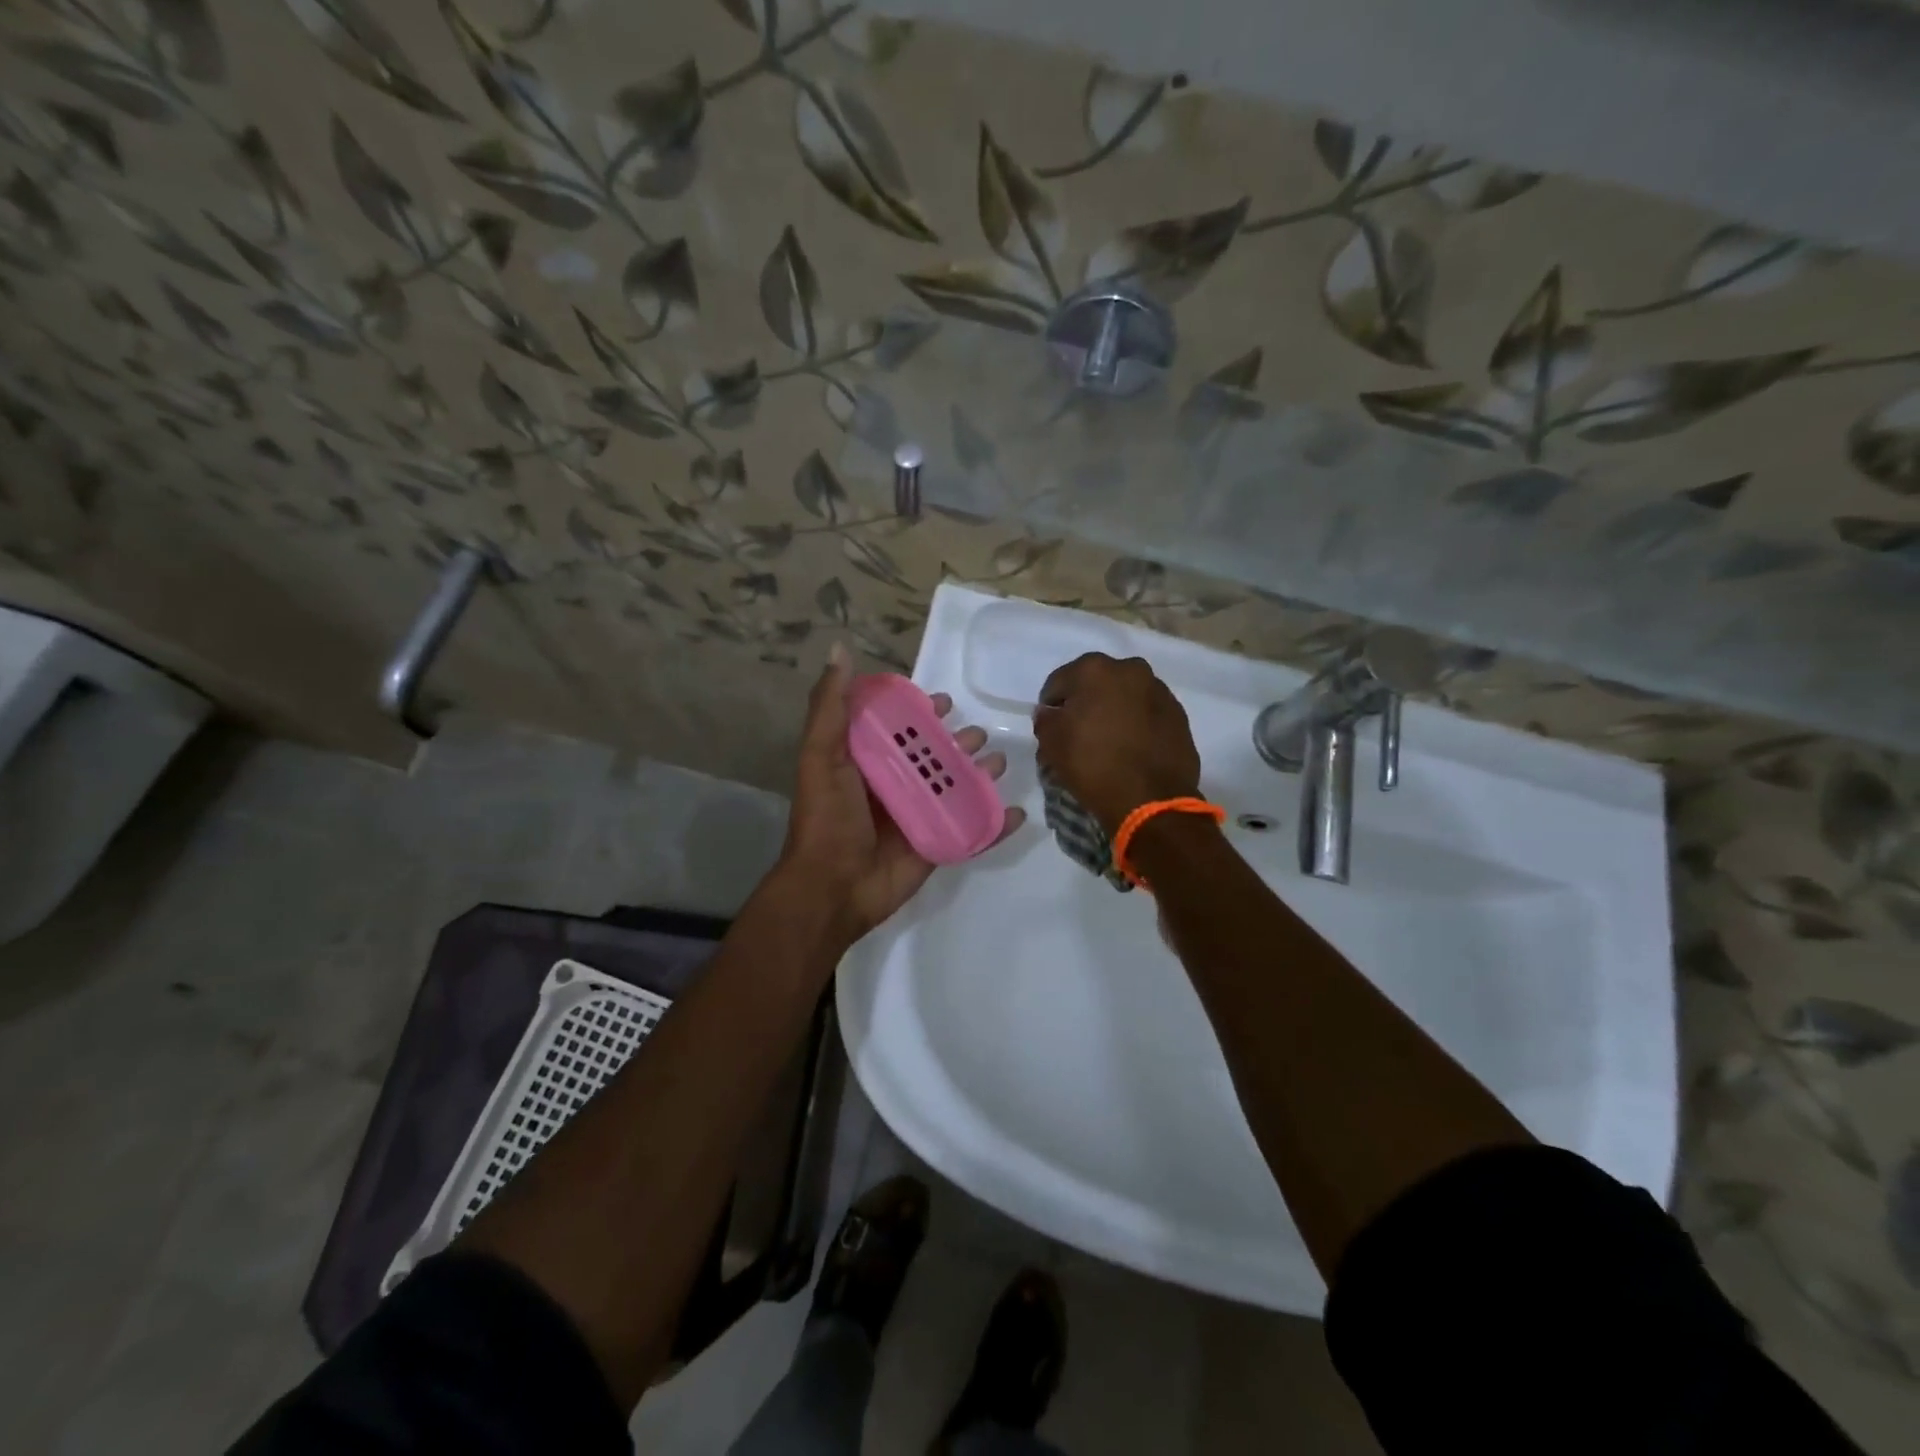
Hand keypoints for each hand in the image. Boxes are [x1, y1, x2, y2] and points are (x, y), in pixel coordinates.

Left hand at [780, 644, 1025, 943]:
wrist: (833, 888)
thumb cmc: (827, 817)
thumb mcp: (821, 755)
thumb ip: (830, 707)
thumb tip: (839, 650)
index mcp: (867, 764)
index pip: (900, 730)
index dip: (920, 713)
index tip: (942, 701)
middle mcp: (894, 787)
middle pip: (935, 758)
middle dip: (958, 743)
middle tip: (979, 734)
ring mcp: (918, 818)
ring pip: (957, 790)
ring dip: (981, 775)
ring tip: (1000, 763)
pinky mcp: (936, 846)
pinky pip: (972, 832)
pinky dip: (996, 824)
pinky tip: (1016, 813)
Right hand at [1034, 653, 1201, 834]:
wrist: (1151, 799)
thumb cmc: (1093, 764)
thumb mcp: (1051, 743)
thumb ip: (1045, 719)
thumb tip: (1050, 713)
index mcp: (1095, 669)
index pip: (1059, 682)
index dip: (1051, 706)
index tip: (1051, 728)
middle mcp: (1130, 669)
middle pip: (1096, 684)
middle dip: (1086, 703)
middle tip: (1079, 733)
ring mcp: (1160, 691)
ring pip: (1125, 696)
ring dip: (1114, 711)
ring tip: (1108, 742)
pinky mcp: (1179, 715)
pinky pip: (1147, 714)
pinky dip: (1137, 724)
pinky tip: (1131, 749)